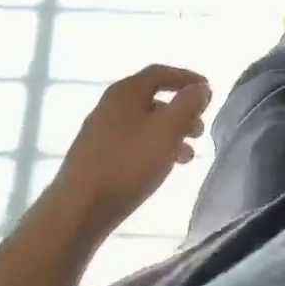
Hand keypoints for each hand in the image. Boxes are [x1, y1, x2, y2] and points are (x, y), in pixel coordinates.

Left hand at [48, 65, 211, 238]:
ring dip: (169, 133)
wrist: (76, 212)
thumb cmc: (127, 164)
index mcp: (126, 91)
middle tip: (200, 129)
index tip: (208, 92)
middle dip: (181, 111)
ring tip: (187, 156)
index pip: (161, 73)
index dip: (187, 79)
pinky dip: (152, 148)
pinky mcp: (94, 157)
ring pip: (144, 123)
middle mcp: (110, 105)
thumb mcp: (167, 130)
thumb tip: (200, 87)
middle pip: (153, 98)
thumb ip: (188, 104)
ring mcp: (99, 132)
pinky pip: (132, 142)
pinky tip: (161, 169)